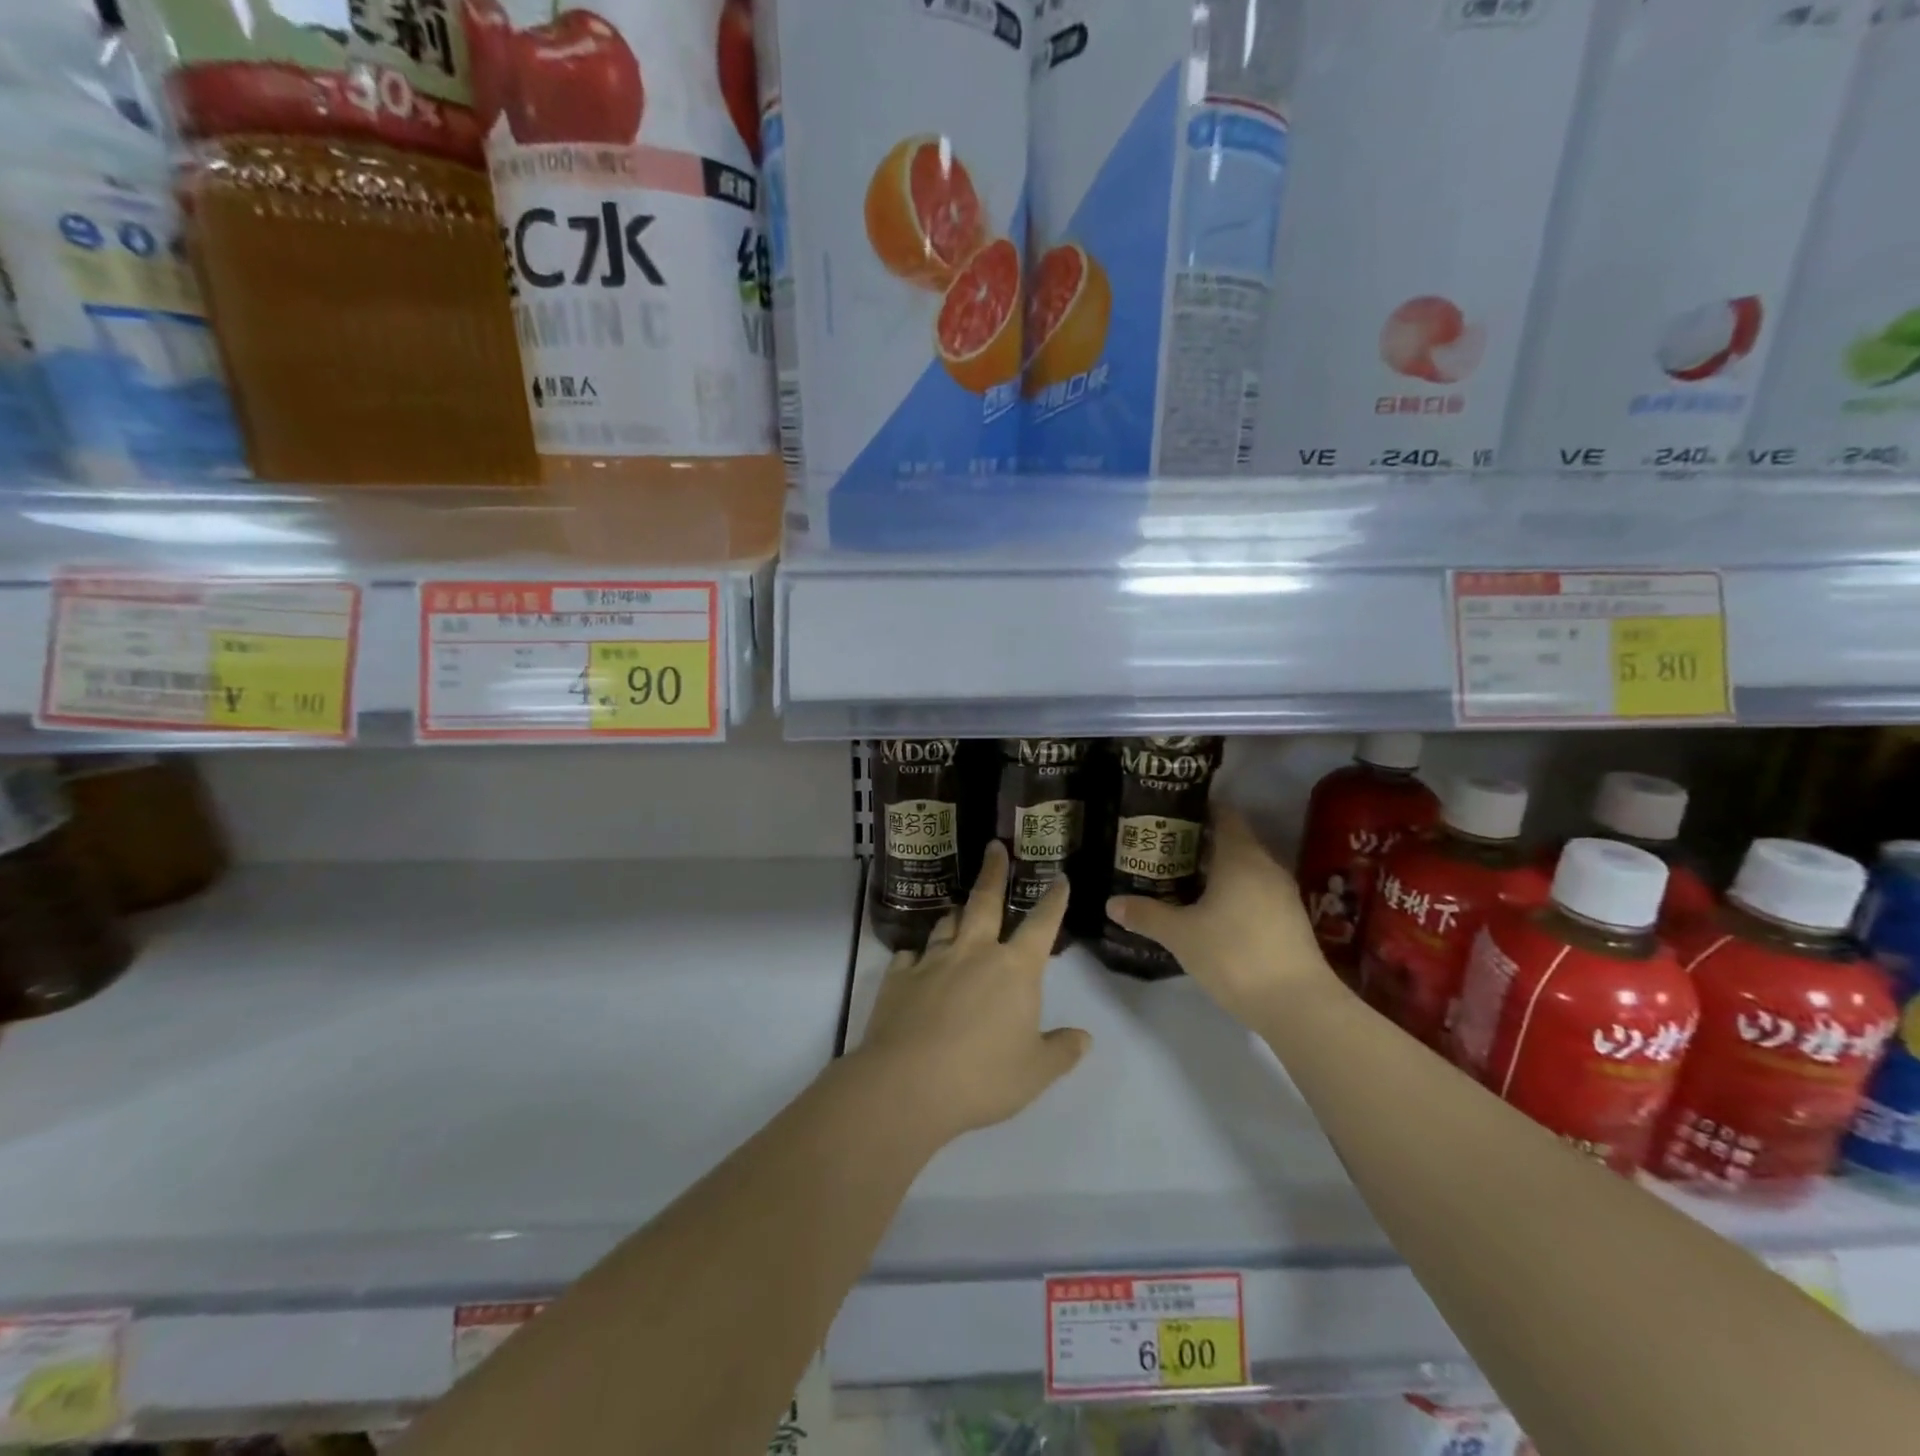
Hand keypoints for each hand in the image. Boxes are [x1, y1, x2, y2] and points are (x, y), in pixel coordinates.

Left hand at [857, 842, 1090, 1143]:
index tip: (1059, 877)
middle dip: (994, 872)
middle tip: (994, 848)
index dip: (1054, 900)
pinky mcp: (899, 976)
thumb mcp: (1035, 1072)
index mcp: (1014, 969)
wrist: (909, 1084)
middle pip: (985, 901)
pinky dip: (917, 955)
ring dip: (957, 914)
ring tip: (960, 908)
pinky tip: (915, 960)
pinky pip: (910, 955)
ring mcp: (933, 960)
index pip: (1041, 924)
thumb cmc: (983, 1077)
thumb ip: (1062, 1051)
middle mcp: (974, 952)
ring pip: (947, 923)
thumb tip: (1085, 1037)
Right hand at [1107, 806, 1333, 1027]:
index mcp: (1240, 856)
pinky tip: (1213, 911)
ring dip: (1219, 870)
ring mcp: (1283, 894)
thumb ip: (1146, 915)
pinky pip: (1257, 891)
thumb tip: (1111, 904)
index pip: (1224, 815)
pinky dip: (1235, 892)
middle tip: (1166, 849)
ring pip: (1247, 868)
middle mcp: (1266, 866)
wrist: (1297, 1006)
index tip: (1170, 815)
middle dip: (1201, 842)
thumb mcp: (1181, 935)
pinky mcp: (1291, 920)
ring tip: (1184, 879)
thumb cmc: (1234, 955)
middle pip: (1234, 840)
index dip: (1198, 810)